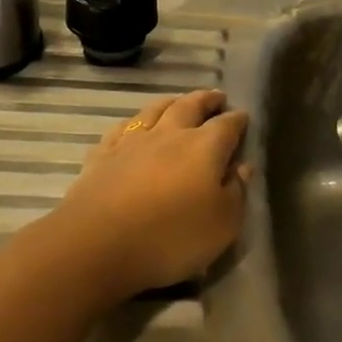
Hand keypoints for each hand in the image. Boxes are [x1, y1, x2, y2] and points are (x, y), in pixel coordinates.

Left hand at [54, 89, 248, 298]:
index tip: (244, 117)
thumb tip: (243, 167)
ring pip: (155, 110)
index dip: (238, 120)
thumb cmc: (170, 237)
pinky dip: (133, 123)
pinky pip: (122, 129)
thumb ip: (236, 193)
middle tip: (216, 97)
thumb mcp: (222, 225)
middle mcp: (170, 134)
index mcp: (204, 147)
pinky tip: (133, 127)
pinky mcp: (102, 155)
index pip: (227, 125)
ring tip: (179, 101)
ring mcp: (132, 142)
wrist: (96, 245)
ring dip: (171, 102)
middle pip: (190, 106)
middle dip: (206, 100)